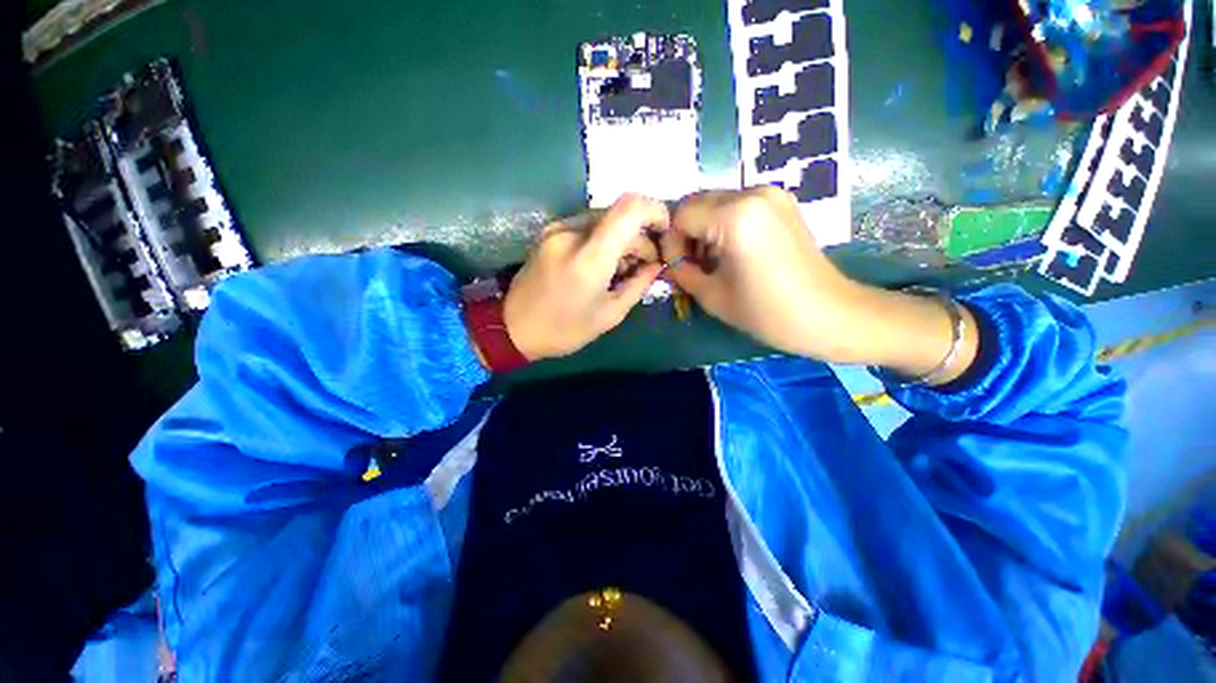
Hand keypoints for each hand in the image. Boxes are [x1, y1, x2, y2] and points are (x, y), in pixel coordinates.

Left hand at [503, 194, 667, 360]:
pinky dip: (604, 239)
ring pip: (604, 219)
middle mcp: (571, 233)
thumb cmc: (564, 329)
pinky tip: (603, 264)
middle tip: (644, 266)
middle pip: (620, 215)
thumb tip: (657, 264)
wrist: (513, 327)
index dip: (655, 211)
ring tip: (622, 269)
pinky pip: (588, 225)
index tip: (665, 231)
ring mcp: (557, 228)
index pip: (629, 209)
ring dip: (621, 239)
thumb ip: (639, 284)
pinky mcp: (550, 231)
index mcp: (588, 258)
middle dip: (639, 237)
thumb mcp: (610, 314)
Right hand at [661, 187, 858, 360]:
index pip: (681, 215)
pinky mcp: (782, 203)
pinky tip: (730, 253)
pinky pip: (737, 206)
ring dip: (703, 230)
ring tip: (709, 262)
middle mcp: (752, 193)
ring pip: (716, 203)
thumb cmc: (767, 312)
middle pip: (697, 203)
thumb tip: (669, 265)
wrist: (829, 315)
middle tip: (689, 265)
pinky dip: (723, 225)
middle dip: (685, 234)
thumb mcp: (713, 296)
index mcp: (734, 216)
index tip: (676, 268)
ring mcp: (771, 195)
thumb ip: (682, 274)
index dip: (671, 243)